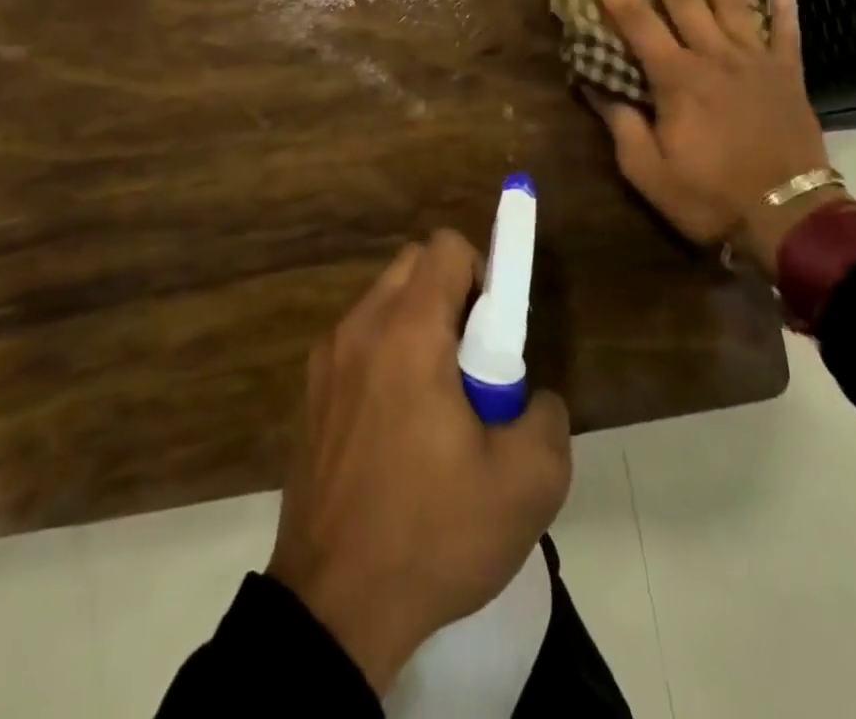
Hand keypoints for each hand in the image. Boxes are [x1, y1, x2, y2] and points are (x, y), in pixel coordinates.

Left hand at [267, 231, 572, 694]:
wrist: (333, 608)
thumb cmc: (432, 534)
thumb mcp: (527, 485)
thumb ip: (546, 416)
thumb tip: (529, 397)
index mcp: (408, 332)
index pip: (445, 247)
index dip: (482, 272)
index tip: (494, 330)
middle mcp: (360, 327)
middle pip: (413, 265)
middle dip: (451, 294)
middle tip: (473, 362)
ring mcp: (326, 359)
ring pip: (383, 302)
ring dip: (418, 326)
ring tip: (437, 404)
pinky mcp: (309, 393)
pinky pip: (358, 342)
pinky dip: (386, 356)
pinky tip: (398, 430)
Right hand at [577, 0, 836, 275]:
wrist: (789, 216)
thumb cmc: (710, 196)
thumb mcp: (649, 172)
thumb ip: (622, 125)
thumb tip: (596, 87)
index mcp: (676, 78)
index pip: (634, 18)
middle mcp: (714, 56)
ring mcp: (756, 61)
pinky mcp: (787, 75)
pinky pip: (786, 33)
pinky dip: (785, 6)